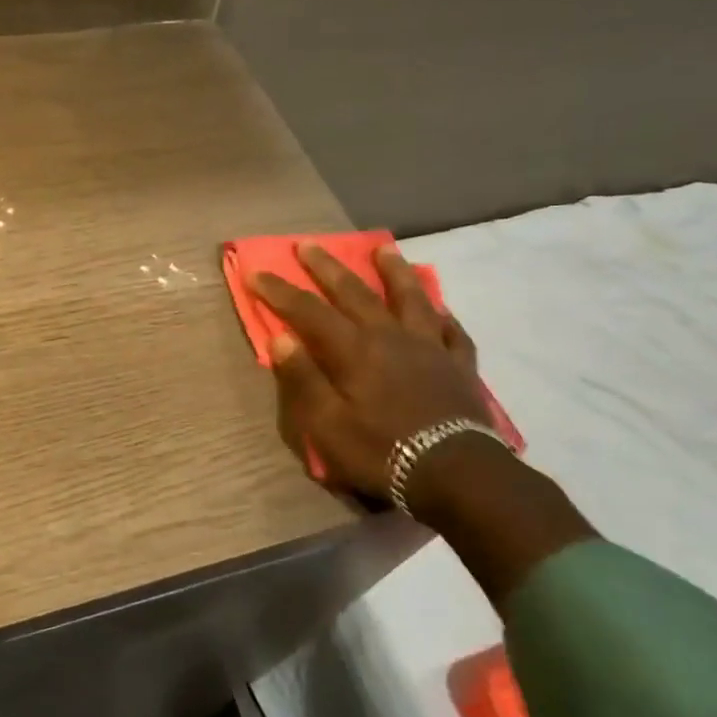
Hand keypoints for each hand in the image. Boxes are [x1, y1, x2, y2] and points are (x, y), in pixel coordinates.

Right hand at [247, 242, 494, 516]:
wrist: (454, 472)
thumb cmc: (381, 451)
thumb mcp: (327, 425)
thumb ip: (304, 379)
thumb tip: (280, 338)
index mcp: (353, 350)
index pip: (308, 311)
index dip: (280, 291)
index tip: (256, 273)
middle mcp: (390, 336)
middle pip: (354, 292)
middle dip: (326, 267)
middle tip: (307, 244)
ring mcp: (429, 346)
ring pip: (410, 297)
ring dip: (393, 271)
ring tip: (383, 249)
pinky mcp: (459, 365)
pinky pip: (452, 331)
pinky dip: (443, 316)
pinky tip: (440, 309)